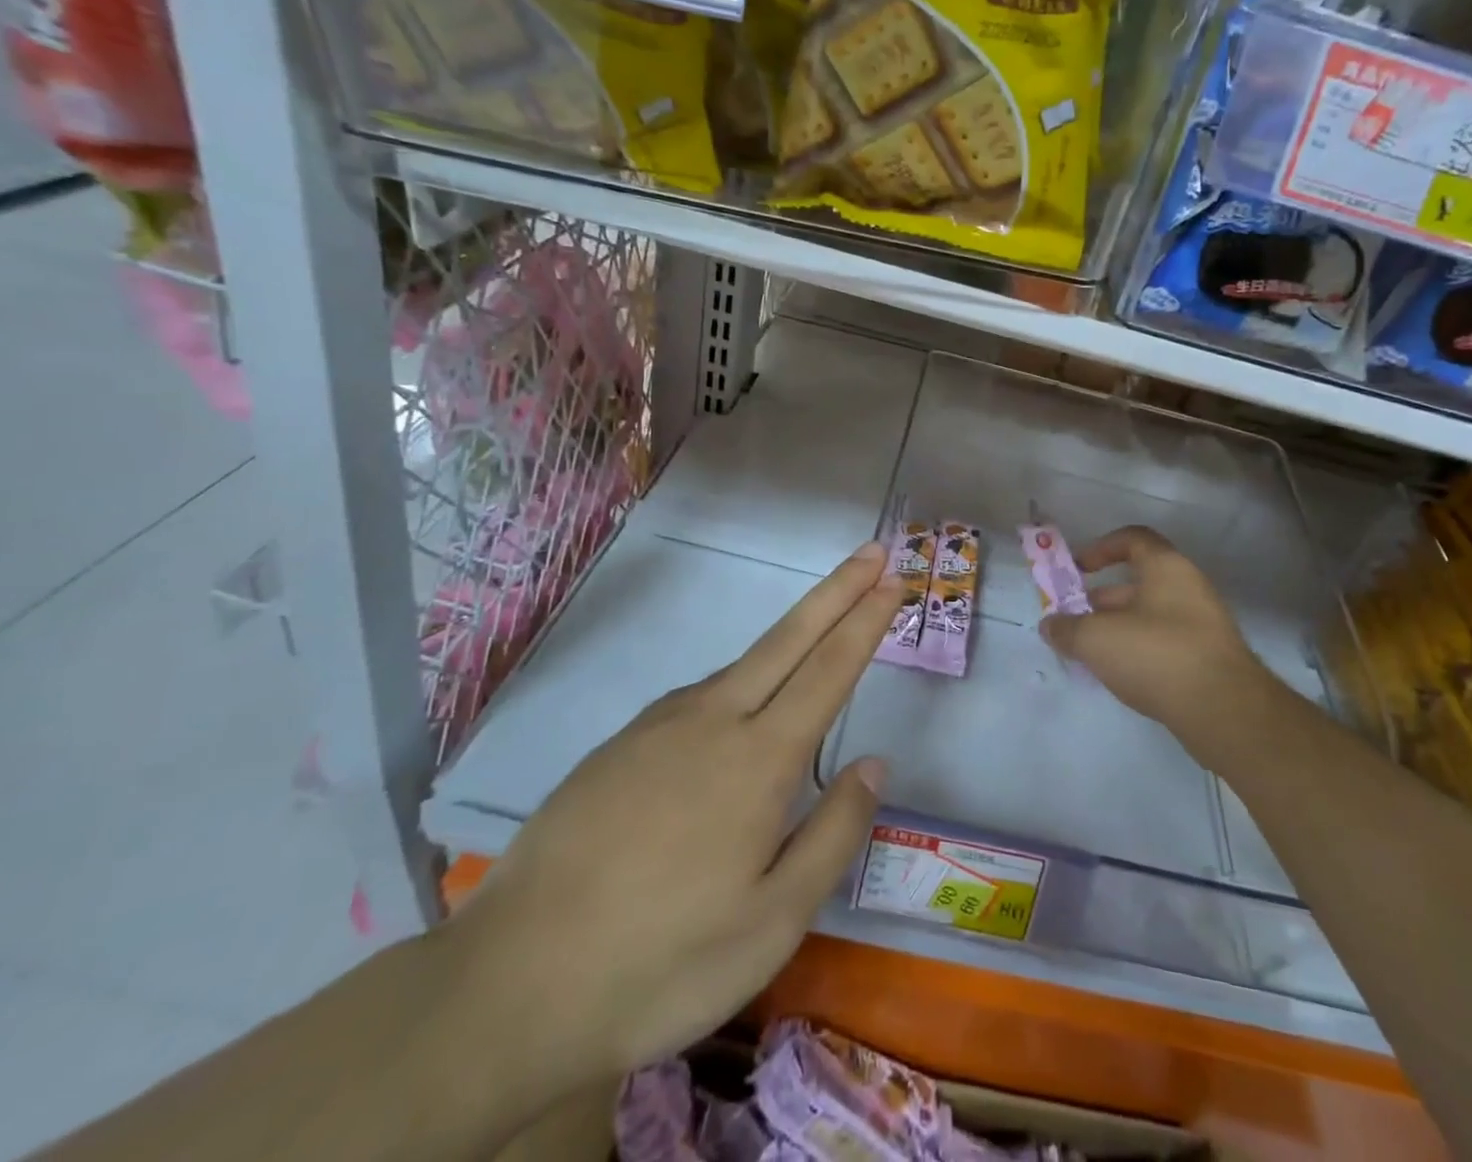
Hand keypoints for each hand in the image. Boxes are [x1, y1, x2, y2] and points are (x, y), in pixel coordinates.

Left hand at [447, 543, 900, 1087]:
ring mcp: (658, 727)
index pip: (829, 670)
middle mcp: (712, 721)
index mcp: (759, 759)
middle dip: (837, 591)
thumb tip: (873, 763)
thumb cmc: (664, 961)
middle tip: (872, 553)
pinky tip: (734, 718)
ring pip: (740, 668)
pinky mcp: (618, 746)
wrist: (510, 986)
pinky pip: (696, 699)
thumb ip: (834, 832)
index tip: (893, 580)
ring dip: (788, 640)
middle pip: (788, 638)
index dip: (866, 621)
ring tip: (818, 641)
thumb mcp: (775, 922)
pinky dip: (736, 684)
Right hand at [1041, 526, 1278, 761]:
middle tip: (1072, 621)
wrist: (1224, 711)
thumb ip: (1067, 628)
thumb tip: (1050, 625)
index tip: (1077, 570)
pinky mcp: (1207, 659)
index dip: (1100, 548)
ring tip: (1087, 652)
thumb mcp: (1097, 639)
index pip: (1132, 538)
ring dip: (1116, 628)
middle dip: (1099, 599)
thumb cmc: (1157, 655)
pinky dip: (1137, 651)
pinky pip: (1163, 643)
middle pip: (1137, 581)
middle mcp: (1188, 588)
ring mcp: (1202, 624)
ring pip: (1148, 615)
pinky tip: (1117, 675)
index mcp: (1166, 568)